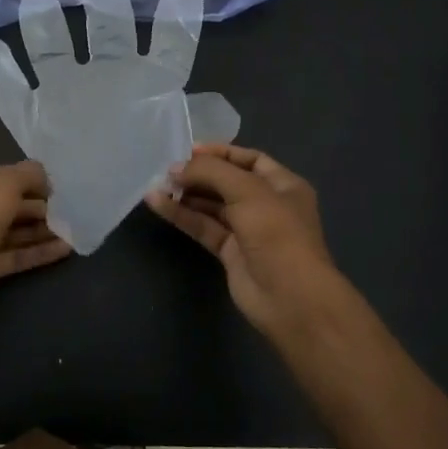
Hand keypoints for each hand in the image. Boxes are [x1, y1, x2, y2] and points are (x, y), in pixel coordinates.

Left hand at [0, 162, 72, 321]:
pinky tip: (65, 249)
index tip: (51, 186)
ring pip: (14, 232)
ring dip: (41, 230)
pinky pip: (17, 256)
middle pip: (7, 205)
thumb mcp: (4, 185)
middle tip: (64, 209)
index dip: (24, 178)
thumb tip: (44, 176)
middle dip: (36, 206)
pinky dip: (39, 252)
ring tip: (70, 229)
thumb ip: (27, 175)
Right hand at [144, 144, 341, 343]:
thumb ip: (210, 172)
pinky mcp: (230, 253)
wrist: (290, 297)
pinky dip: (182, 215)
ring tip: (157, 184)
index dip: (220, 153)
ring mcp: (248, 230)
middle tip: (167, 169)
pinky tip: (158, 204)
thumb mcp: (247, 191)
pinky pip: (203, 227)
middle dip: (199, 174)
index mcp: (283, 185)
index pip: (249, 159)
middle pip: (227, 182)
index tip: (188, 150)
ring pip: (212, 206)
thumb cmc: (277, 233)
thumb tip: (175, 168)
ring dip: (186, 194)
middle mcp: (267, 204)